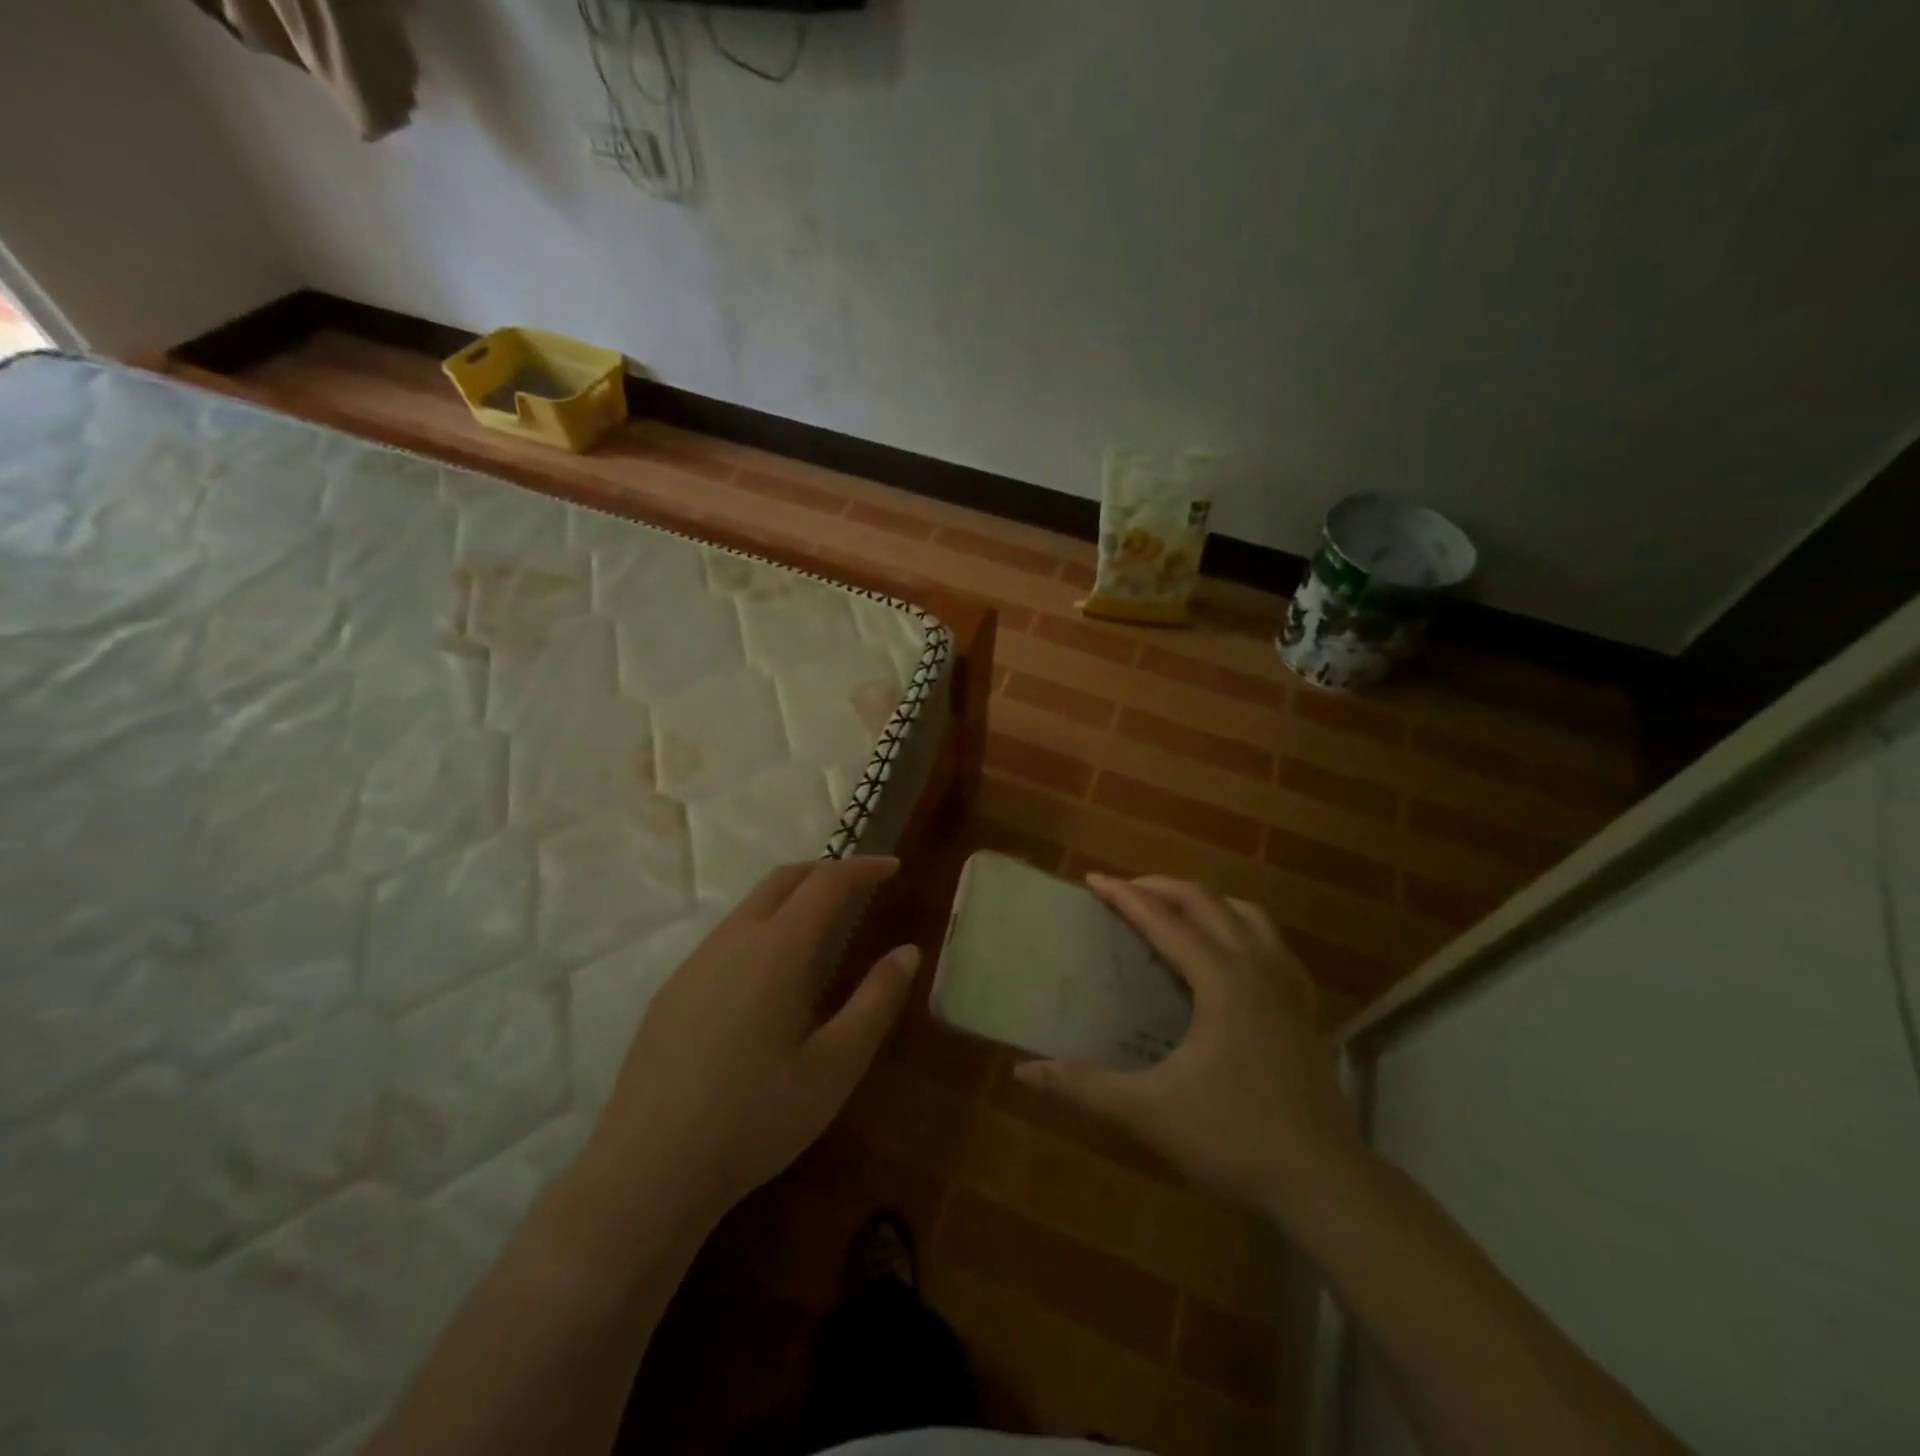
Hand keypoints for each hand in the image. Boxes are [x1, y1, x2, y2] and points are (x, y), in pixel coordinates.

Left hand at [580, 856, 918, 1226]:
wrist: (647, 1171)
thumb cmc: (756, 1118)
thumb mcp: (836, 1066)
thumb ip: (876, 1001)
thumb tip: (908, 951)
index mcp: (776, 950)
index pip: (826, 883)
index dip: (863, 868)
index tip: (894, 867)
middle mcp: (732, 941)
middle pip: (783, 880)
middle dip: (826, 871)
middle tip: (861, 885)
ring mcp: (695, 965)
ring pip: (750, 906)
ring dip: (792, 898)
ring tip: (823, 925)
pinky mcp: (672, 992)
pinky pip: (726, 937)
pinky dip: (763, 927)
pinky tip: (770, 976)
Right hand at [1016, 874, 1363, 1220]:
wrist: (1324, 1183)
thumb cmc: (1234, 1139)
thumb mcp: (1149, 1112)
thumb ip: (1084, 1088)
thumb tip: (1024, 1071)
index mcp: (1220, 979)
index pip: (1163, 920)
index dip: (1124, 896)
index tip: (1093, 880)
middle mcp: (1256, 967)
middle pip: (1206, 901)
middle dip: (1161, 887)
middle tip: (1125, 890)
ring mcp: (1288, 985)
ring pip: (1248, 915)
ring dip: (1207, 902)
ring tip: (1176, 911)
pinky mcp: (1306, 1008)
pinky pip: (1274, 945)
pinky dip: (1245, 930)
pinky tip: (1233, 955)